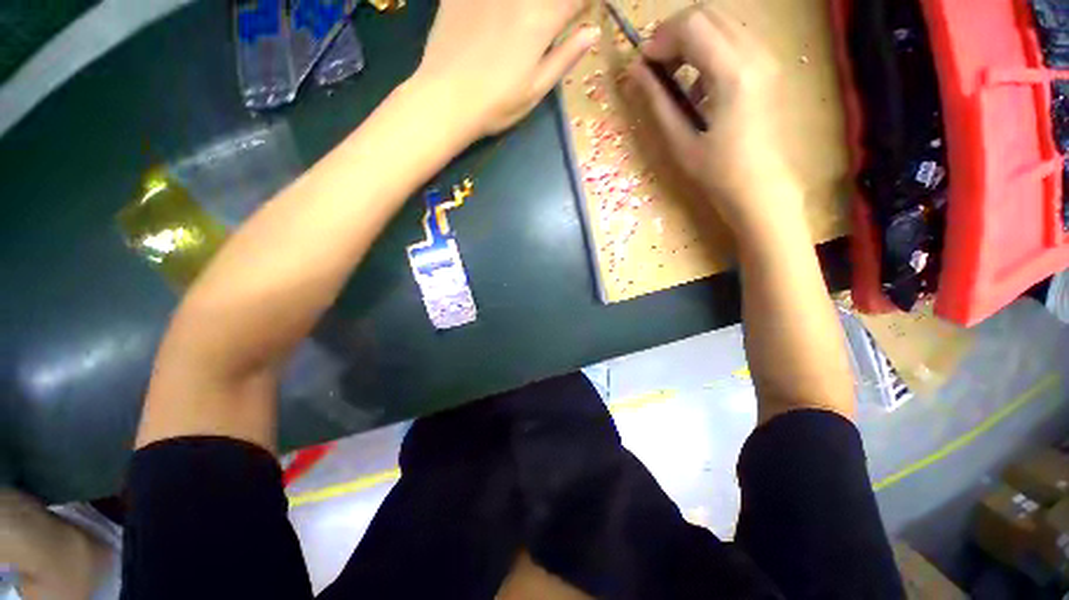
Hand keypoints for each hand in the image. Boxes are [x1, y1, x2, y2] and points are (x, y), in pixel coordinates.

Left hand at [414, 0, 598, 138]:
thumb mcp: (536, 89)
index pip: (574, 0)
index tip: (581, 11)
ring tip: (521, 26)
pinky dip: (498, 5)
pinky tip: (495, 15)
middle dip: (553, 7)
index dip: (582, 4)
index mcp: (540, 21)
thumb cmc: (496, 104)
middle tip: (548, 22)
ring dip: (527, 7)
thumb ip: (565, 57)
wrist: (446, 100)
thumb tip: (592, 33)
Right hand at [622, 4, 800, 235]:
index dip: (660, 39)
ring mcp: (767, 57)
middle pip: (708, 13)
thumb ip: (658, 100)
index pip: (693, 25)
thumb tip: (634, 72)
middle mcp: (756, 53)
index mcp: (733, 73)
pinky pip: (734, 38)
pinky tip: (698, 82)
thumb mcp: (680, 141)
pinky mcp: (768, 66)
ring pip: (722, 21)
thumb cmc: (718, 173)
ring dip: (691, 39)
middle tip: (654, 66)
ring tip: (673, 74)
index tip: (642, 65)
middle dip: (674, 33)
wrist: (761, 189)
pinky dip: (708, 49)